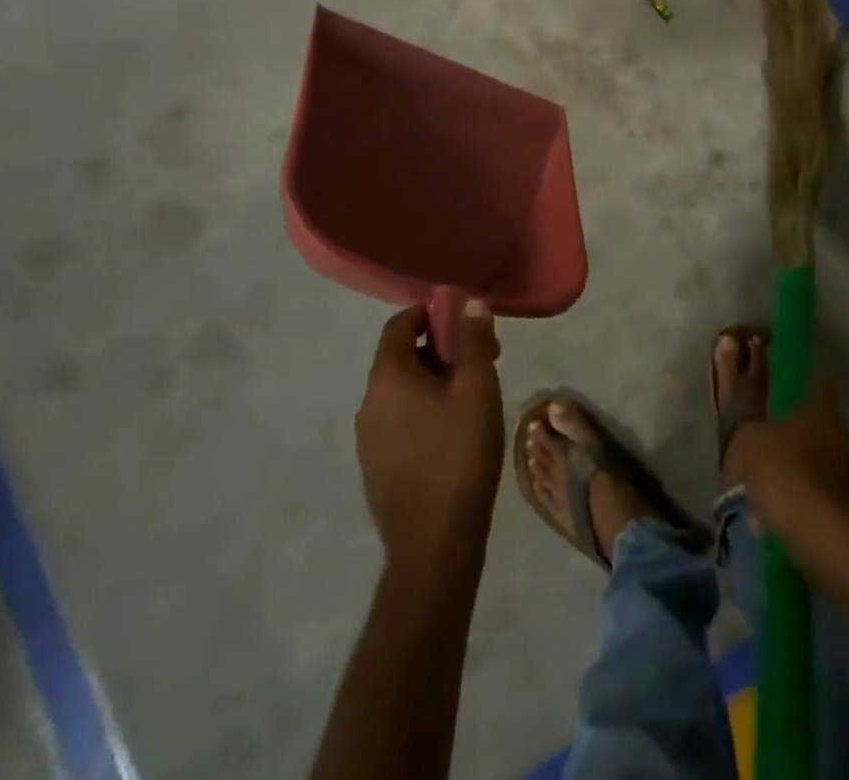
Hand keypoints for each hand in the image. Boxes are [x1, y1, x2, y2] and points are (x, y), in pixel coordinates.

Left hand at [355, 301, 504, 575]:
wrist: (434, 544)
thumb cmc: (459, 455)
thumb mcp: (477, 389)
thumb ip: (472, 341)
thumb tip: (469, 303)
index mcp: (387, 378)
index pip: (399, 324)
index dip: (431, 314)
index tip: (464, 321)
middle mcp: (368, 402)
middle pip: (402, 357)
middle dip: (441, 350)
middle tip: (481, 361)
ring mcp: (367, 439)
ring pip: (402, 391)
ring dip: (435, 382)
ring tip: (473, 398)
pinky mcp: (376, 467)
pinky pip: (399, 421)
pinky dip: (424, 411)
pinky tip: (454, 433)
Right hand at [730, 375, 848, 539]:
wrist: (825, 540)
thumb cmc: (785, 475)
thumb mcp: (747, 441)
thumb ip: (746, 424)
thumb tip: (748, 419)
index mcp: (823, 408)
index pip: (817, 380)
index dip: (798, 380)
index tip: (780, 384)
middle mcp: (844, 433)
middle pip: (817, 423)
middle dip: (794, 432)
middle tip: (767, 443)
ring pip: (821, 460)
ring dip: (799, 469)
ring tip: (768, 488)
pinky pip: (823, 494)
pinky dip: (805, 499)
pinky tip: (782, 515)